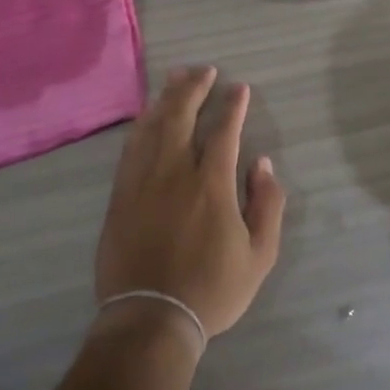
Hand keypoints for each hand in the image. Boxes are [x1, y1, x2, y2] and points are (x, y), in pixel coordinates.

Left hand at [95, 66, 286, 337]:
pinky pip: (131, 147)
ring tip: (176, 77)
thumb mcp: (259, 256)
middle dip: (194, 87)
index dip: (233, 106)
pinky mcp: (121, 193)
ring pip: (153, 125)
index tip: (239, 88)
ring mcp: (143, 180)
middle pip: (182, 116)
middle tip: (205, 70)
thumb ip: (267, 205)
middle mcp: (175, 171)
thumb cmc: (211, 289)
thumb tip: (264, 164)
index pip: (224, 131)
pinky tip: (148, 114)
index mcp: (211, 184)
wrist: (150, 318)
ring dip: (166, 97)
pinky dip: (142, 123)